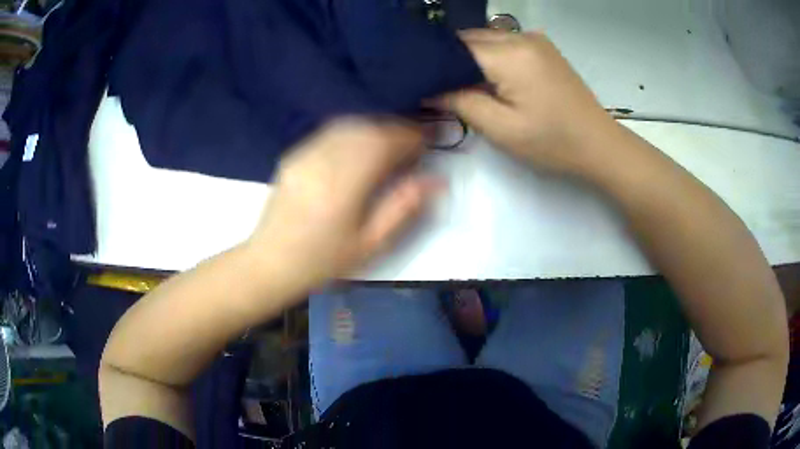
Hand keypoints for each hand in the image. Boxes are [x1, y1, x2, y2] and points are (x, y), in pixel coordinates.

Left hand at [244, 120, 440, 297]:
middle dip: (395, 129)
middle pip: (366, 129)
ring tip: (390, 142)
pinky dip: (353, 131)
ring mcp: (304, 155)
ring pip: (347, 125)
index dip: (409, 136)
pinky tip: (360, 146)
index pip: (382, 143)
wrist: (270, 263)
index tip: (427, 141)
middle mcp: (322, 162)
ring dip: (375, 127)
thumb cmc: (323, 262)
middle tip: (412, 142)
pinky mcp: (294, 156)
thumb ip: (402, 208)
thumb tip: (436, 181)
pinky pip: (329, 132)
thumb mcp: (370, 245)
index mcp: (343, 187)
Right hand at [443, 30, 615, 174]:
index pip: (455, 46)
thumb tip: (426, 89)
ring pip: (485, 38)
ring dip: (468, 57)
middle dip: (449, 59)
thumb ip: (459, 102)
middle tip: (434, 86)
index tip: (417, 82)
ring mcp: (534, 39)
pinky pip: (503, 43)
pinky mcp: (542, 47)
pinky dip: (487, 56)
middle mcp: (521, 36)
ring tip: (457, 83)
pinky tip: (485, 77)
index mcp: (510, 55)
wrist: (598, 144)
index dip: (433, 63)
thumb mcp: (501, 129)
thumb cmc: (552, 142)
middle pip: (469, 38)